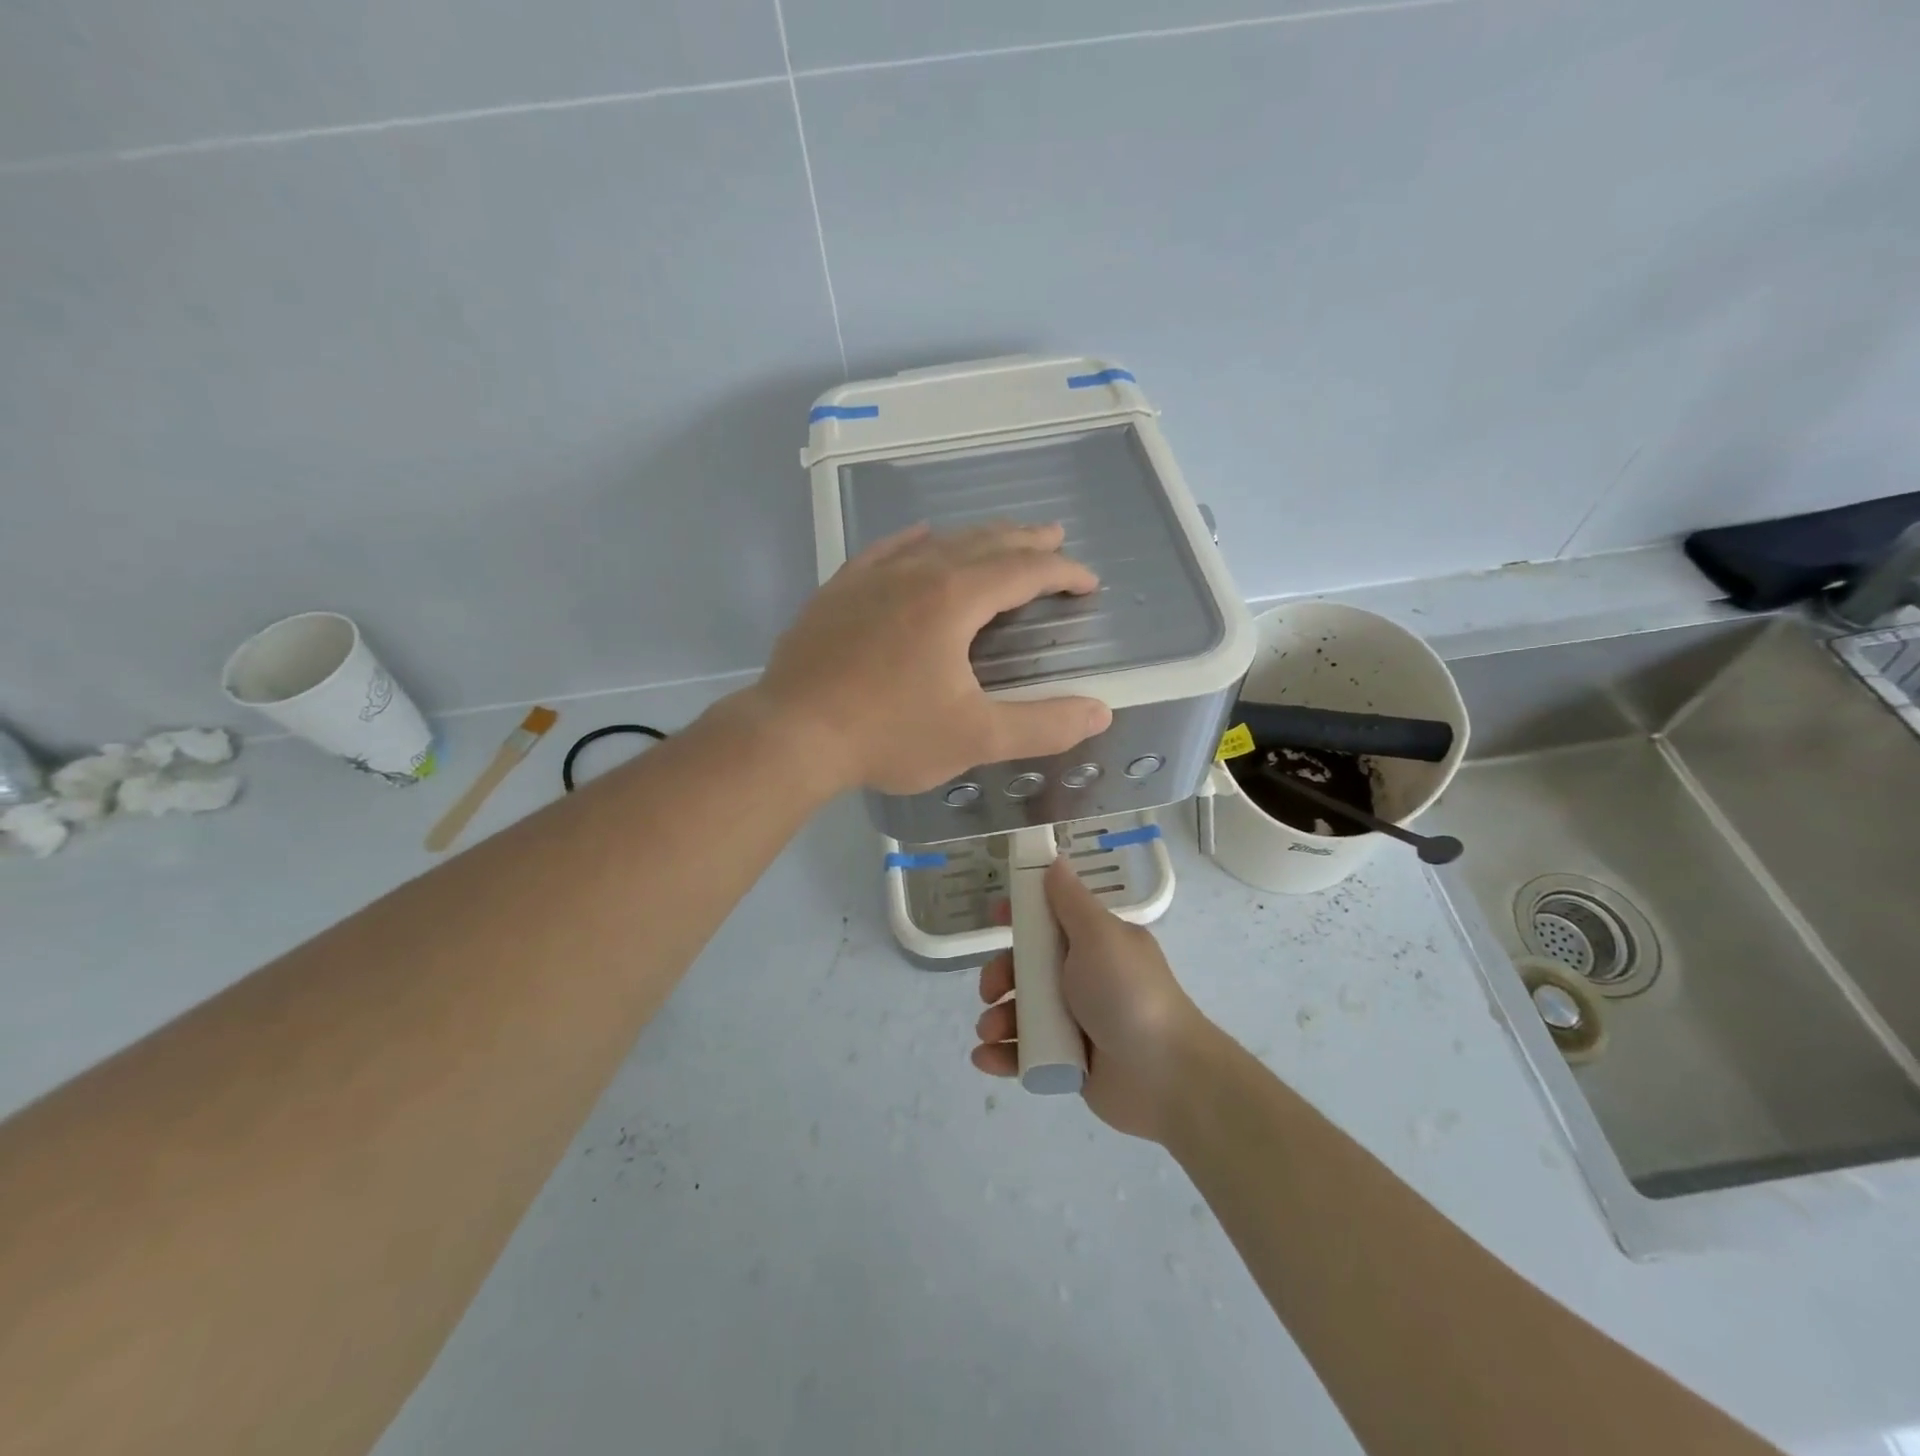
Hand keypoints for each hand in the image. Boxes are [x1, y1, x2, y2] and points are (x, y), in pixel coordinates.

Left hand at [753, 522, 1113, 794]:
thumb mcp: (975, 738)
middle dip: (1026, 540)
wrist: (792, 733)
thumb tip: (1100, 710)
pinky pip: (886, 550)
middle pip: (984, 543)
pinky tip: (921, 537)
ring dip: (977, 538)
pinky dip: (915, 541)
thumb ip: (1042, 724)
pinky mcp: (839, 591)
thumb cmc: (888, 735)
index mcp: (955, 599)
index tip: (1088, 582)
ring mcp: (872, 577)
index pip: (1024, 570)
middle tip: (1055, 537)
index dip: (1063, 571)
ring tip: (1000, 538)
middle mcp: (917, 572)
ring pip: (937, 542)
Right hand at [972, 859, 1214, 1142]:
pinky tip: (987, 1058)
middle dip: (999, 976)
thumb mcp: (1099, 936)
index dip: (1020, 916)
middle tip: (991, 991)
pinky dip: (1003, 1055)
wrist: (1165, 1076)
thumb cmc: (1128, 994)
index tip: (994, 917)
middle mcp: (1083, 978)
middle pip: (1026, 968)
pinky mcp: (1068, 1061)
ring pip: (1022, 1012)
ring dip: (997, 1019)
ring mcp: (1075, 1022)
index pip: (1050, 919)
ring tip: (991, 1032)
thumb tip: (1055, 861)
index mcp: (1095, 944)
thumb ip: (1070, 901)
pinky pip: (1026, 1054)